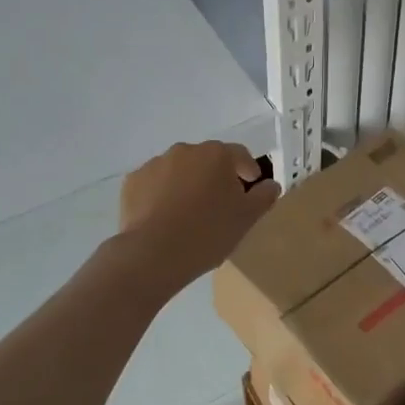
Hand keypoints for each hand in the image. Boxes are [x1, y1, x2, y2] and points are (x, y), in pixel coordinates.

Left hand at [119, 141, 279, 285]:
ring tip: (190, 213)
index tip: (251, 186)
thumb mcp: (247, 218)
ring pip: (180, 170)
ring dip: (188, 184)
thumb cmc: (208, 232)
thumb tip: (271, 185)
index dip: (248, 169)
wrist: (153, 253)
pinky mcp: (133, 182)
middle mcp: (186, 150)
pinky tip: (165, 218)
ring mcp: (156, 164)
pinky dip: (162, 194)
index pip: (240, 155)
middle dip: (216, 176)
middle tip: (221, 204)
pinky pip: (155, 184)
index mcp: (217, 155)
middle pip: (207, 160)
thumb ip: (264, 197)